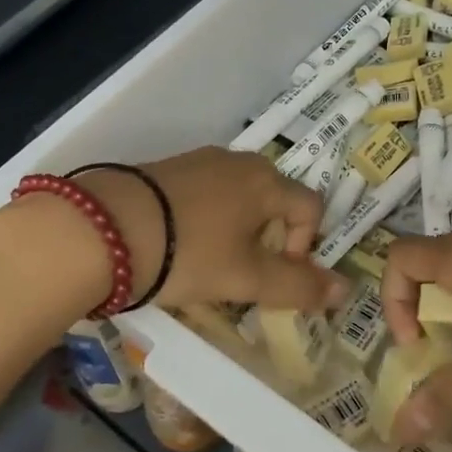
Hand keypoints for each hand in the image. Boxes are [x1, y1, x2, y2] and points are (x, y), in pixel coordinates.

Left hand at [80, 147, 348, 313]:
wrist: (105, 228)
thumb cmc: (189, 253)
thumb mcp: (246, 277)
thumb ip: (298, 286)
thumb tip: (345, 290)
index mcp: (265, 181)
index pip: (310, 207)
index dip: (306, 245)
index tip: (277, 275)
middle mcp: (237, 162)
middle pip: (273, 200)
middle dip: (271, 238)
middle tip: (246, 273)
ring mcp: (199, 161)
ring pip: (237, 196)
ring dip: (237, 230)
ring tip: (211, 263)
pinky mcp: (167, 169)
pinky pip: (204, 193)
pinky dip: (206, 219)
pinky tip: (181, 244)